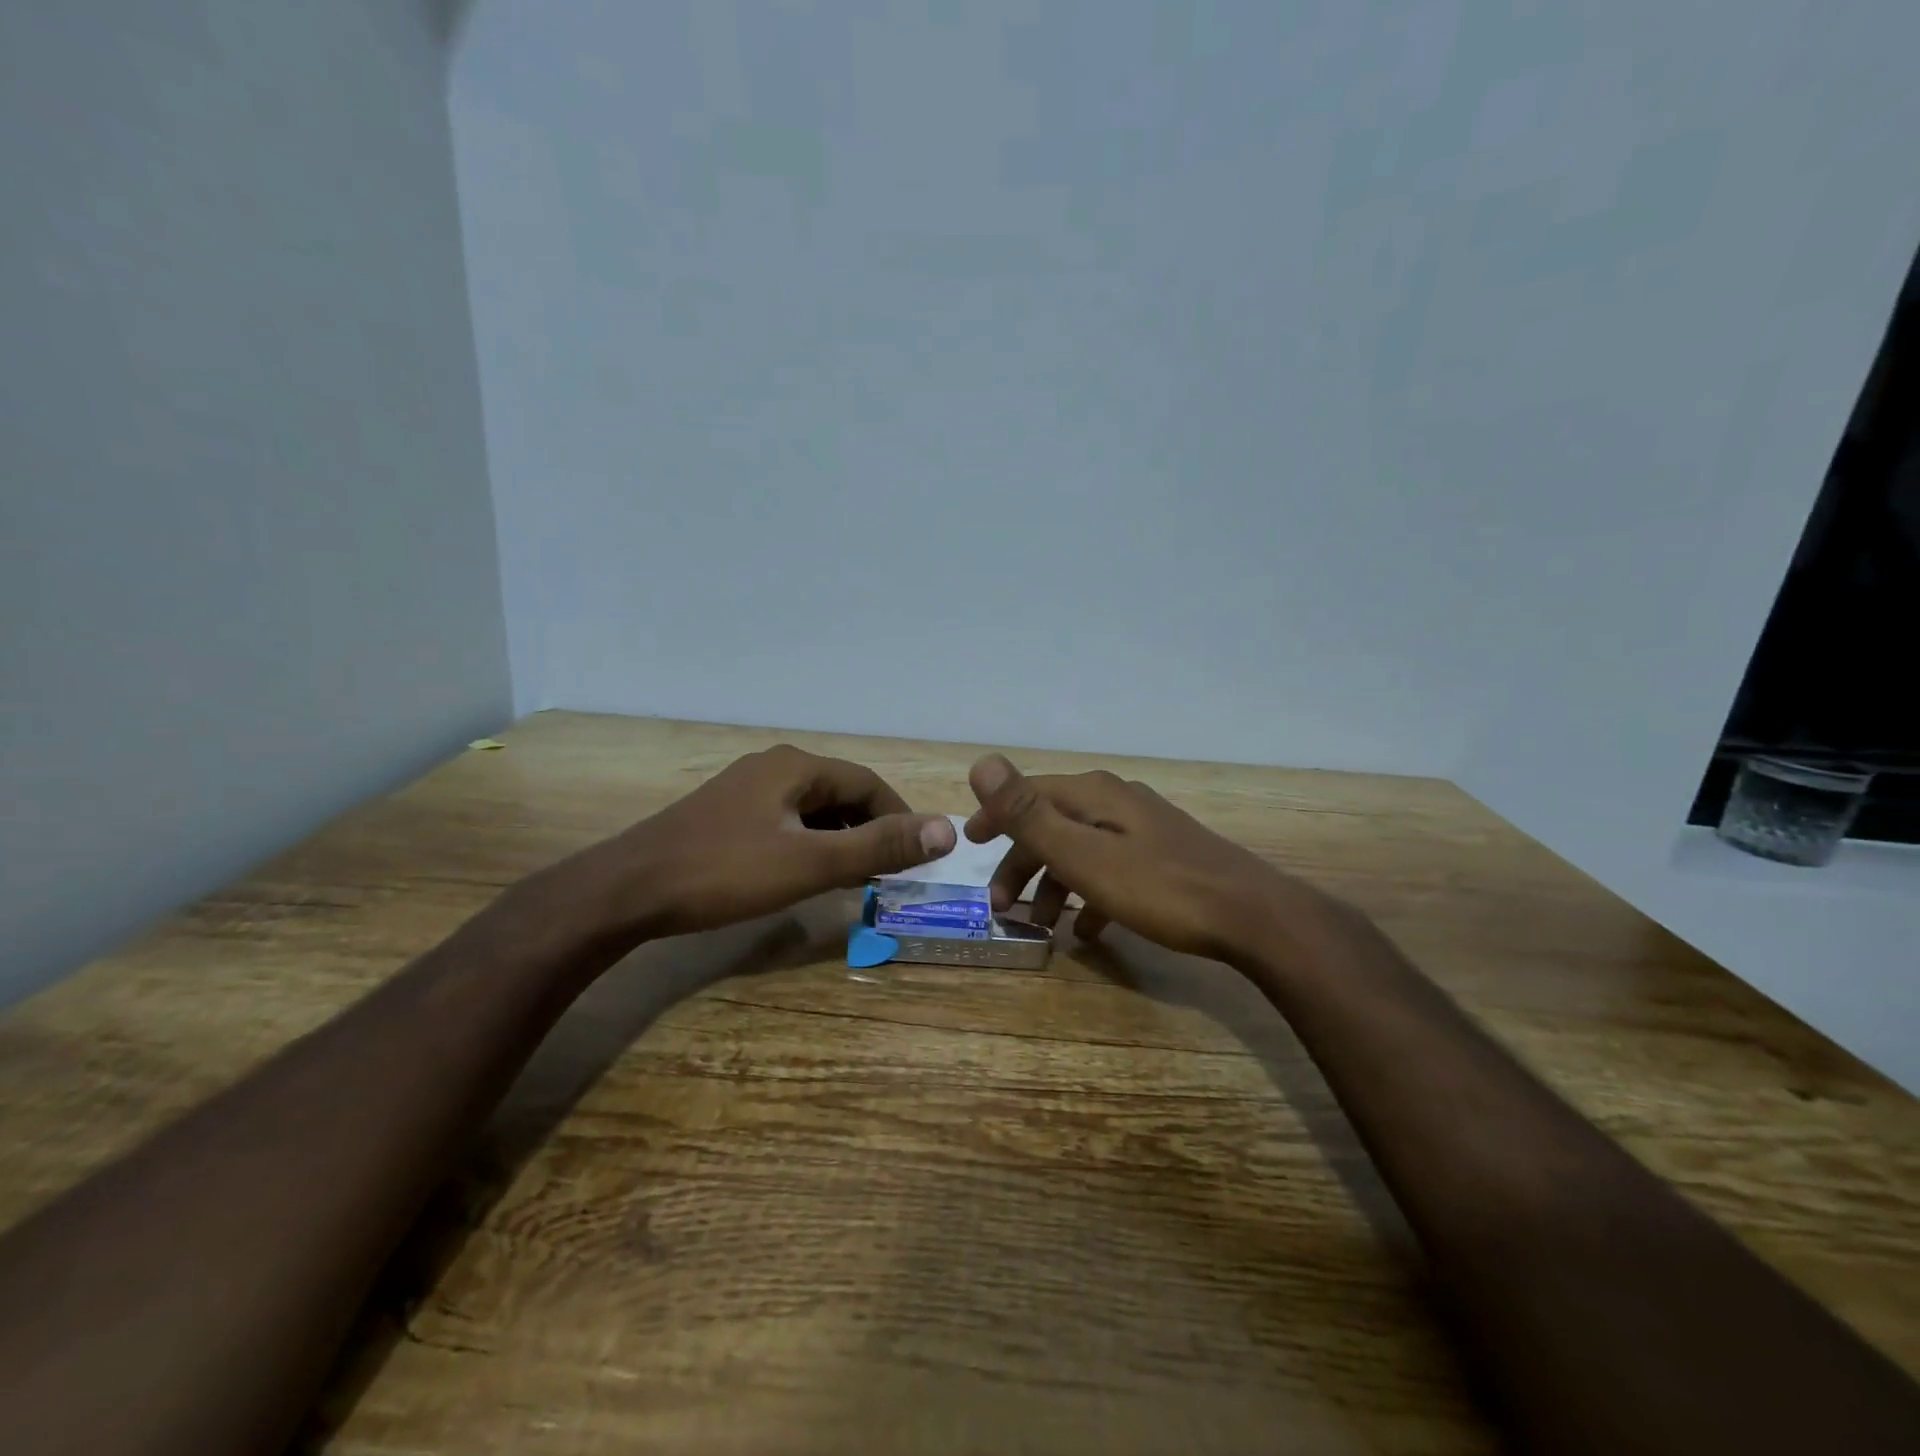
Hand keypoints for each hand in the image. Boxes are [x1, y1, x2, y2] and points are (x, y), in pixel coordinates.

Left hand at [585, 745, 955, 940]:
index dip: (900, 817)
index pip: (869, 783)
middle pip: (841, 793)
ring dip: (841, 839)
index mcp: (796, 767)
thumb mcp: (809, 863)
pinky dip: (809, 844)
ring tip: (856, 877)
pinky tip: (807, 874)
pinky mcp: (726, 815)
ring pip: (812, 810)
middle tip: (890, 871)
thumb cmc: (724, 873)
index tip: (918, 855)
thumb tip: (947, 829)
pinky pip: (786, 822)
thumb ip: (878, 846)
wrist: (627, 891)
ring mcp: (745, 790)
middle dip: (871, 829)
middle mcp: (773, 768)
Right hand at [963, 754, 1320, 961]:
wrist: (1251, 917)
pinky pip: (1111, 872)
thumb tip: (981, 762)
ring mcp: (1144, 830)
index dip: (996, 816)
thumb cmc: (1158, 887)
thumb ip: (1029, 812)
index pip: (1029, 794)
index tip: (969, 842)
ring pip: (1081, 851)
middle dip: (1022, 864)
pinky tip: (1089, 931)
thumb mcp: (1082, 853)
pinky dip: (1090, 895)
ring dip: (1054, 885)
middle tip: (1001, 907)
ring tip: (1043, 927)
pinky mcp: (1164, 858)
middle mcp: (1116, 802)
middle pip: (1054, 825)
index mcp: (1094, 795)